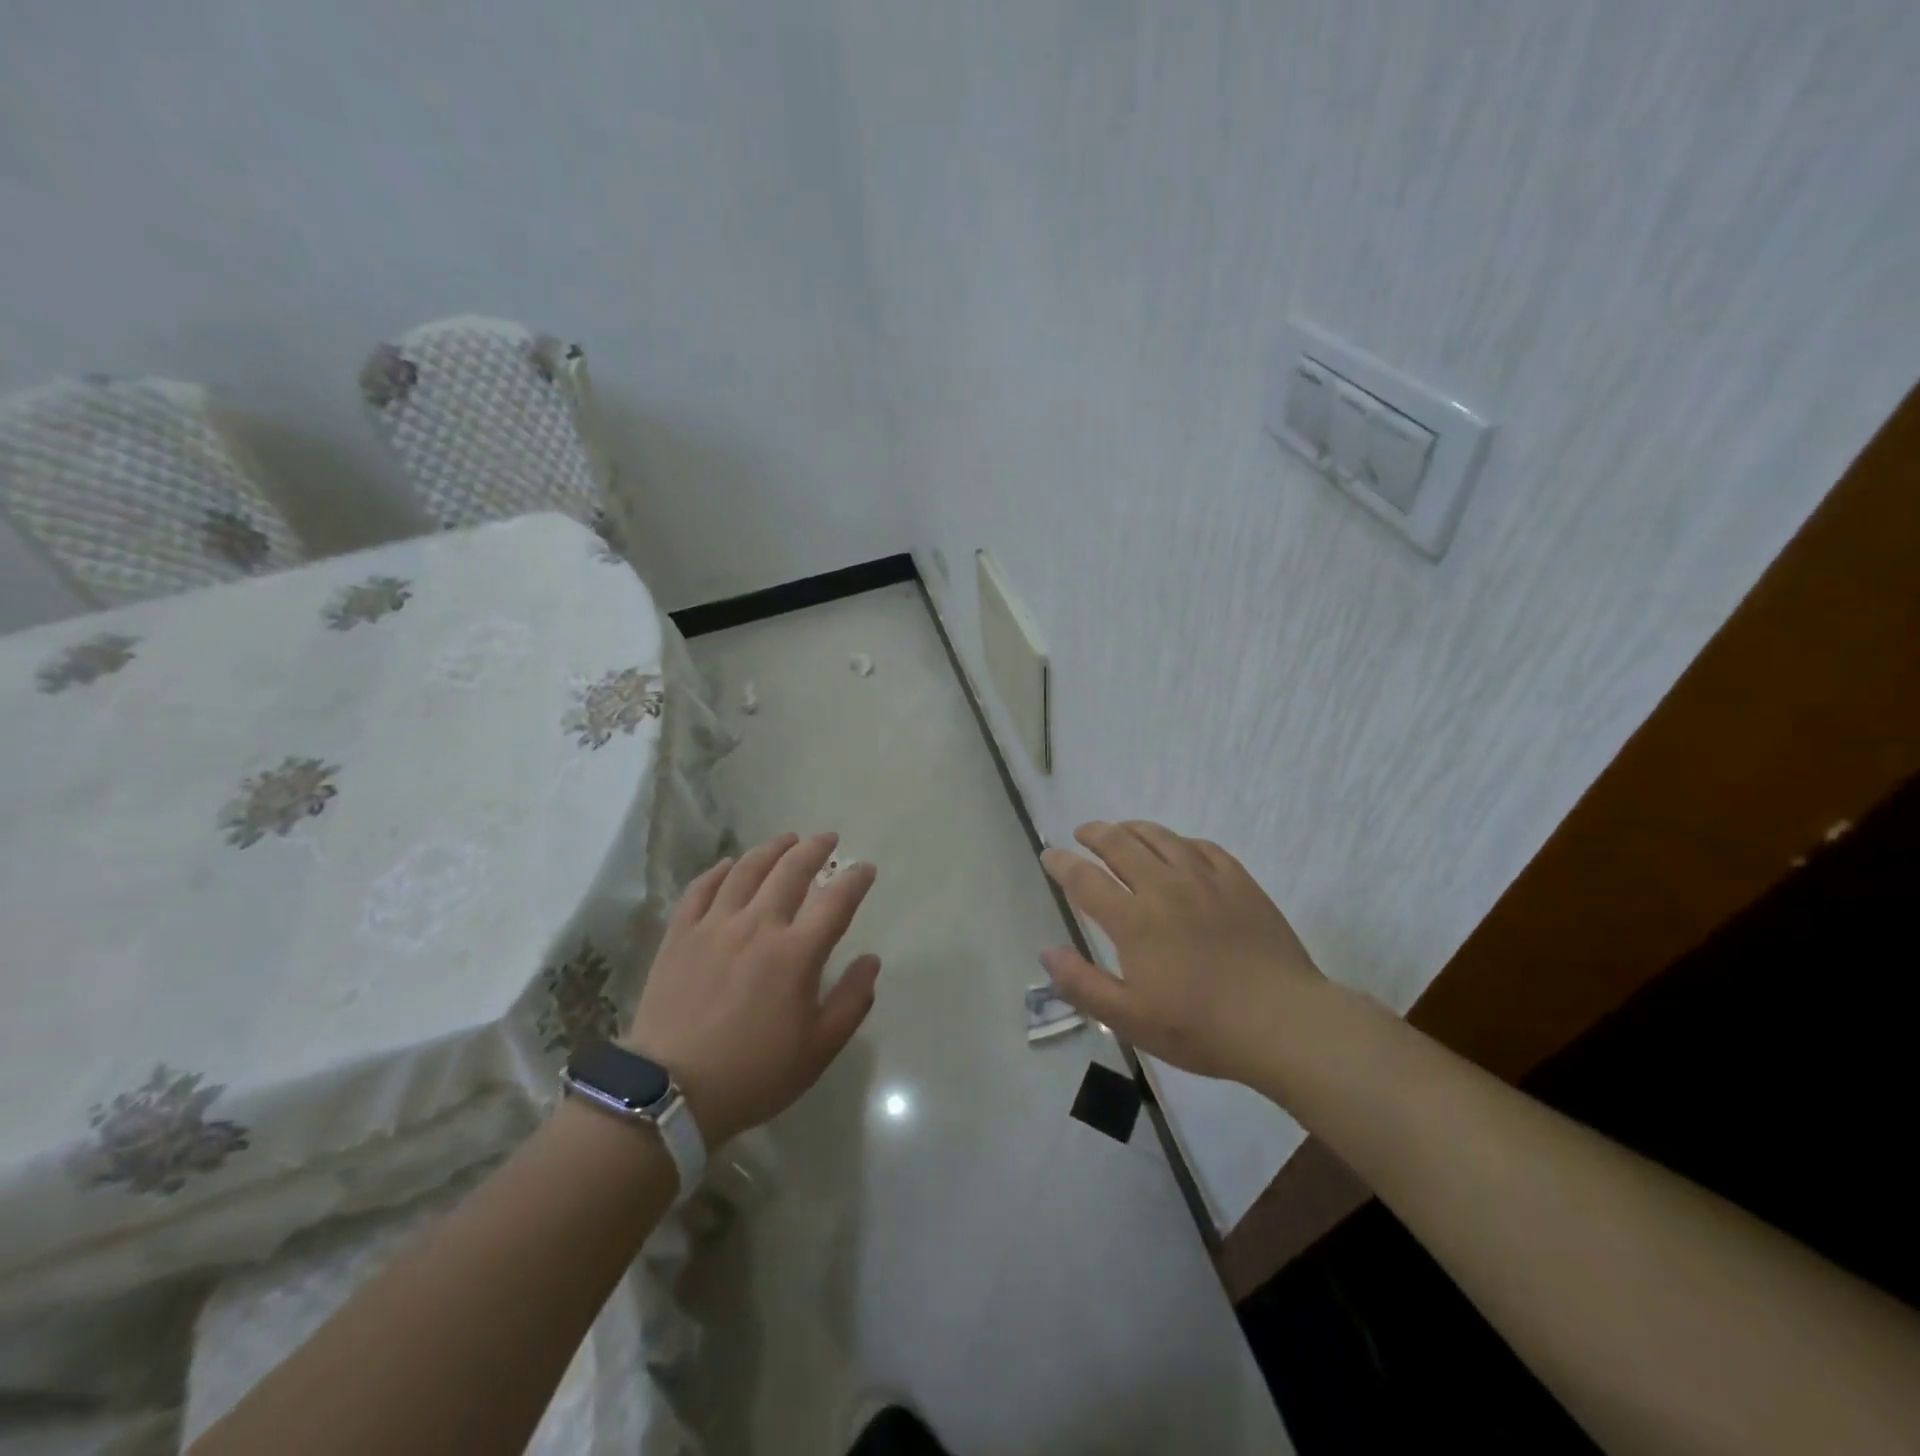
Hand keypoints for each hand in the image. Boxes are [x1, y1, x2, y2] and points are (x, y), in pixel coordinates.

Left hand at [622, 832, 879, 1146]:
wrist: (671, 1093)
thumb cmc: (754, 1073)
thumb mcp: (818, 1049)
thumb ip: (852, 1001)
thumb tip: (871, 961)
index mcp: (796, 953)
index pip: (836, 901)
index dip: (855, 879)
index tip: (865, 868)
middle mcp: (758, 926)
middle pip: (791, 870)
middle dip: (814, 849)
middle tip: (827, 838)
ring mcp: (715, 926)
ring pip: (746, 870)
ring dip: (771, 849)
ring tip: (786, 840)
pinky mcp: (680, 935)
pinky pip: (700, 889)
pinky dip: (718, 871)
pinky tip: (728, 864)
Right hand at [1040, 821, 1323, 1084]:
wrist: (1283, 1022)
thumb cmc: (1201, 1027)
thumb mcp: (1130, 1020)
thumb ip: (1082, 984)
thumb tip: (1046, 951)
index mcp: (1134, 920)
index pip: (1085, 878)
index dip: (1062, 863)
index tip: (1049, 856)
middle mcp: (1164, 887)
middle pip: (1119, 844)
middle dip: (1094, 833)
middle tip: (1082, 833)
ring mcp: (1204, 879)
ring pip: (1160, 836)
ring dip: (1132, 828)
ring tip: (1121, 830)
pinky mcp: (1238, 881)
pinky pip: (1201, 846)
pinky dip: (1178, 840)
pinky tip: (1177, 847)